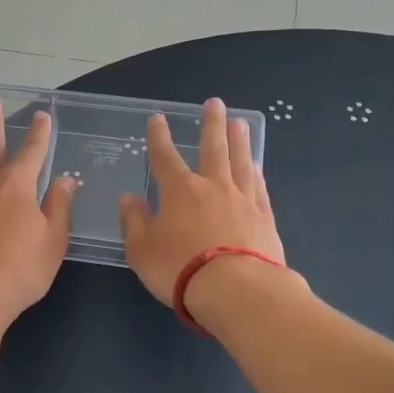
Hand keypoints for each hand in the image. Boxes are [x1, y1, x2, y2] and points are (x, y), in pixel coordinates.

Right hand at [117, 98, 286, 313]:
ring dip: (239, 140)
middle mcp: (212, 187)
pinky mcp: (265, 218)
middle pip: (212, 148)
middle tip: (214, 103)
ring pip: (240, 161)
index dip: (159, 137)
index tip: (158, 118)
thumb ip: (134, 221)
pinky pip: (259, 187)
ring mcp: (242, 200)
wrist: (237, 289)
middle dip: (210, 124)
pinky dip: (256, 173)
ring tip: (239, 122)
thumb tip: (128, 198)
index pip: (165, 157)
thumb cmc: (180, 268)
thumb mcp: (142, 249)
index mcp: (179, 191)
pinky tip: (256, 165)